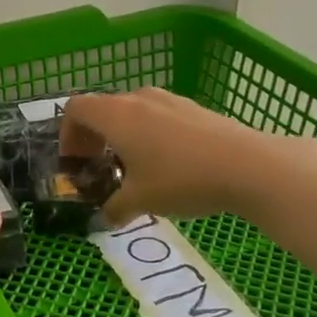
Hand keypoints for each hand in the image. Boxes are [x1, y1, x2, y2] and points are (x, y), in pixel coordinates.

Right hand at [60, 87, 268, 226]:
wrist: (248, 166)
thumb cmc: (181, 179)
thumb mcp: (140, 201)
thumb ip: (114, 208)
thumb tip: (105, 217)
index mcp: (115, 115)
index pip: (75, 109)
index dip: (67, 135)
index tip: (76, 163)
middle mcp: (137, 99)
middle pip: (102, 108)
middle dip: (94, 137)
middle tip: (99, 167)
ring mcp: (169, 100)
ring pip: (131, 111)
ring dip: (122, 135)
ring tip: (133, 167)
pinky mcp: (194, 108)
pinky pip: (158, 116)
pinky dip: (149, 134)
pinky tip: (168, 164)